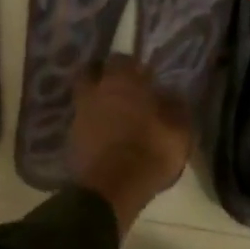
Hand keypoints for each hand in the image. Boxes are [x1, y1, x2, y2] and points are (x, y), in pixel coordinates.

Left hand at [68, 56, 192, 227]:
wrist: (111, 189)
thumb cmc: (149, 152)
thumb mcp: (179, 131)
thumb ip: (176, 107)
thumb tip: (172, 94)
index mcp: (122, 82)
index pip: (122, 59)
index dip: (133, 67)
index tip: (145, 78)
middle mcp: (95, 90)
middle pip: (93, 72)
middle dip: (104, 77)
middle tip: (122, 89)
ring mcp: (79, 113)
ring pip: (85, 97)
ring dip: (97, 101)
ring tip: (113, 113)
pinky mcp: (70, 137)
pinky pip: (82, 121)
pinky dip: (91, 123)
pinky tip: (104, 134)